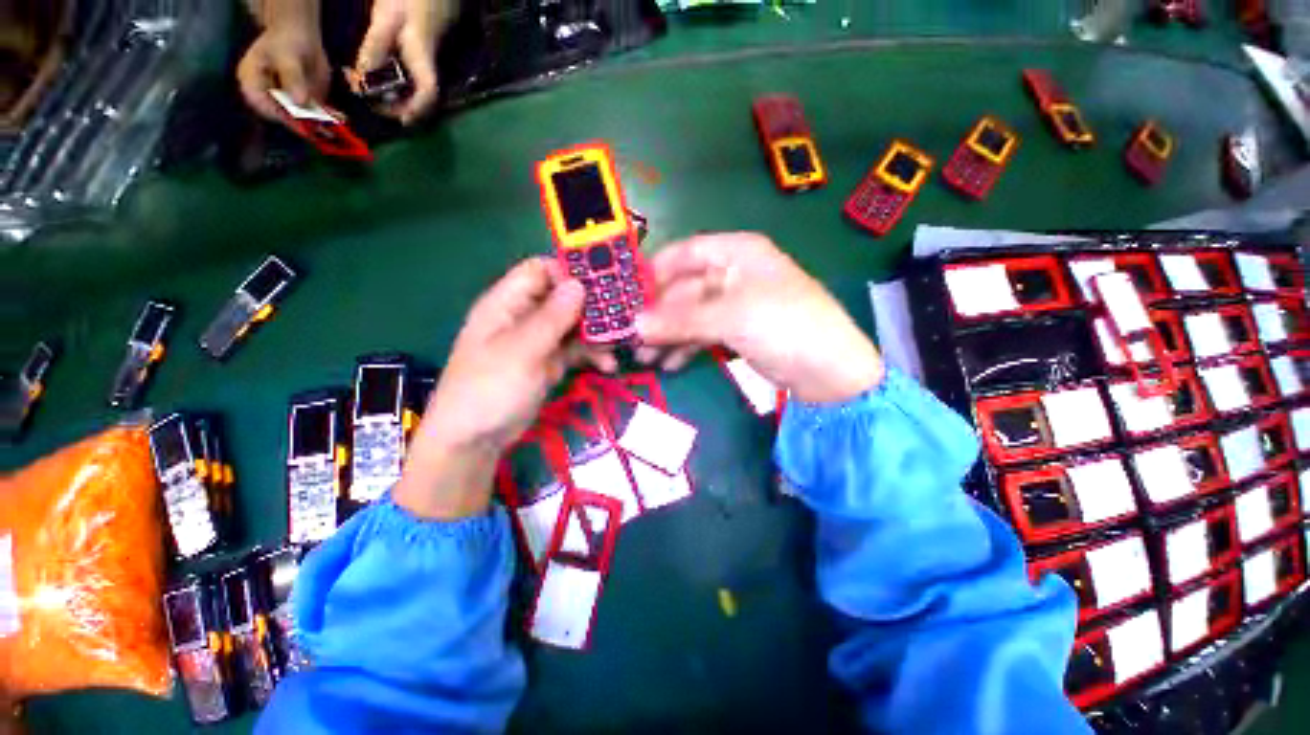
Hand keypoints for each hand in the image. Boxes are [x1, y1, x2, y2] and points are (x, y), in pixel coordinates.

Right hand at [237, 23, 330, 123]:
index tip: (299, 117)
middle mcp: (268, 99)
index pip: (263, 107)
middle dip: (304, 123)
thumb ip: (292, 78)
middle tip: (322, 125)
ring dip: (320, 124)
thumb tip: (299, 101)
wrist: (300, 37)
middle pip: (284, 117)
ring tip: (334, 123)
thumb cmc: (285, 41)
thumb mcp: (286, 55)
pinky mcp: (305, 105)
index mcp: (252, 85)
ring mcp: (288, 104)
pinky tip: (341, 118)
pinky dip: (329, 118)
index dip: (280, 115)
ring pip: (303, 120)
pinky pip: (316, 116)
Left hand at [353, 0, 457, 123]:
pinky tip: (383, 70)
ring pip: (418, 83)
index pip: (427, 93)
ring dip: (400, 91)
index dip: (416, 111)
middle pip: (423, 94)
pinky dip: (400, 76)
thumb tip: (364, 78)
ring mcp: (430, 54)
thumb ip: (376, 46)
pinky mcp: (425, 45)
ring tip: (375, 90)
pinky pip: (415, 70)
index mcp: (422, 56)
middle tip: (377, 104)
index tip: (399, 120)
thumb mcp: (387, 15)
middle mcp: (431, 60)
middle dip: (403, 104)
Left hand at [394, 258, 616, 519]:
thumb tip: (579, 284)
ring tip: (620, 345)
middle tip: (622, 317)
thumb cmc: (489, 389)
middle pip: (563, 297)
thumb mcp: (521, 351)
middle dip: (592, 305)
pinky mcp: (549, 362)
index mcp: (507, 303)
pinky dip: (592, 354)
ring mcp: (538, 340)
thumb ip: (552, 317)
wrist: (475, 440)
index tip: (602, 284)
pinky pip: (575, 349)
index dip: (569, 272)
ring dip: (597, 333)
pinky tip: (609, 365)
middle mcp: (524, 316)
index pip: (540, 270)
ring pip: (573, 324)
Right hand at [637, 233, 883, 403]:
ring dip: (668, 335)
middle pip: (684, 288)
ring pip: (692, 314)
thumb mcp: (730, 317)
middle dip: (658, 314)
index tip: (627, 294)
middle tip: (631, 337)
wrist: (829, 371)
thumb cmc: (784, 326)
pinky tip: (670, 364)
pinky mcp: (738, 331)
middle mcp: (734, 273)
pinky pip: (703, 334)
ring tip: (644, 358)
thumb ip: (680, 320)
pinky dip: (686, 347)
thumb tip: (635, 324)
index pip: (686, 252)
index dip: (655, 271)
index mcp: (737, 253)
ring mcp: (736, 304)